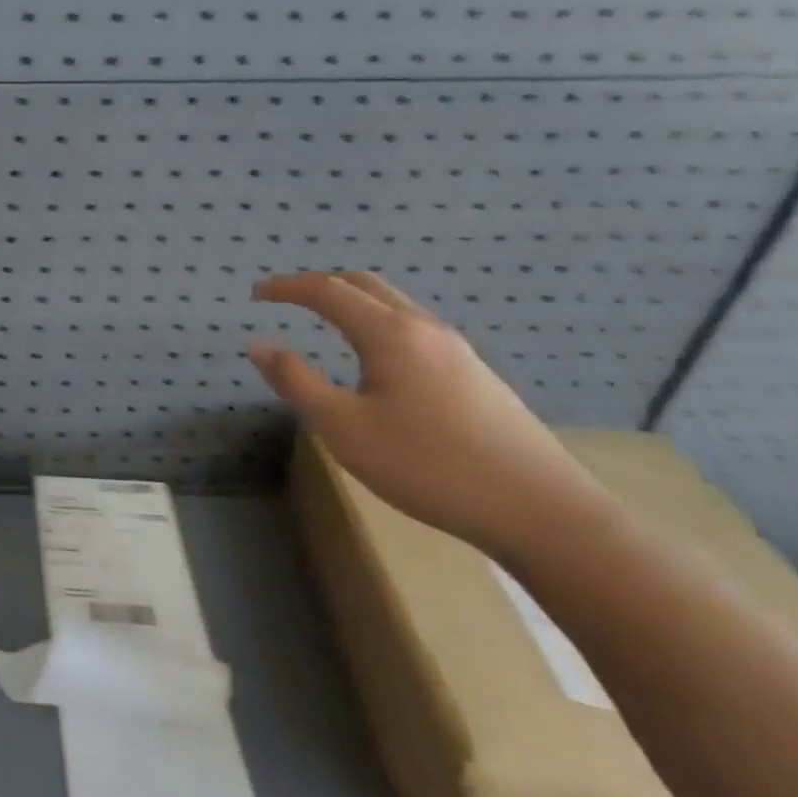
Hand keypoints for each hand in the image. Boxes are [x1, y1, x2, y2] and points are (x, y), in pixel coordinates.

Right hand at [247, 271, 608, 554]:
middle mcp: (424, 329)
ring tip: (323, 324)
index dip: (287, 287)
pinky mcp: (474, 375)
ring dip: (352, 303)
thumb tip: (259, 345)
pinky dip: (377, 324)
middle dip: (320, 285)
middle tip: (286, 300)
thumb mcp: (343, 427)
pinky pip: (413, 329)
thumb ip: (296, 381)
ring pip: (394, 306)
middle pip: (365, 286)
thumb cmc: (428, 465)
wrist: (542, 511)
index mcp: (389, 334)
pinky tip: (375, 361)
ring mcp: (457, 351)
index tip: (256, 293)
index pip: (328, 291)